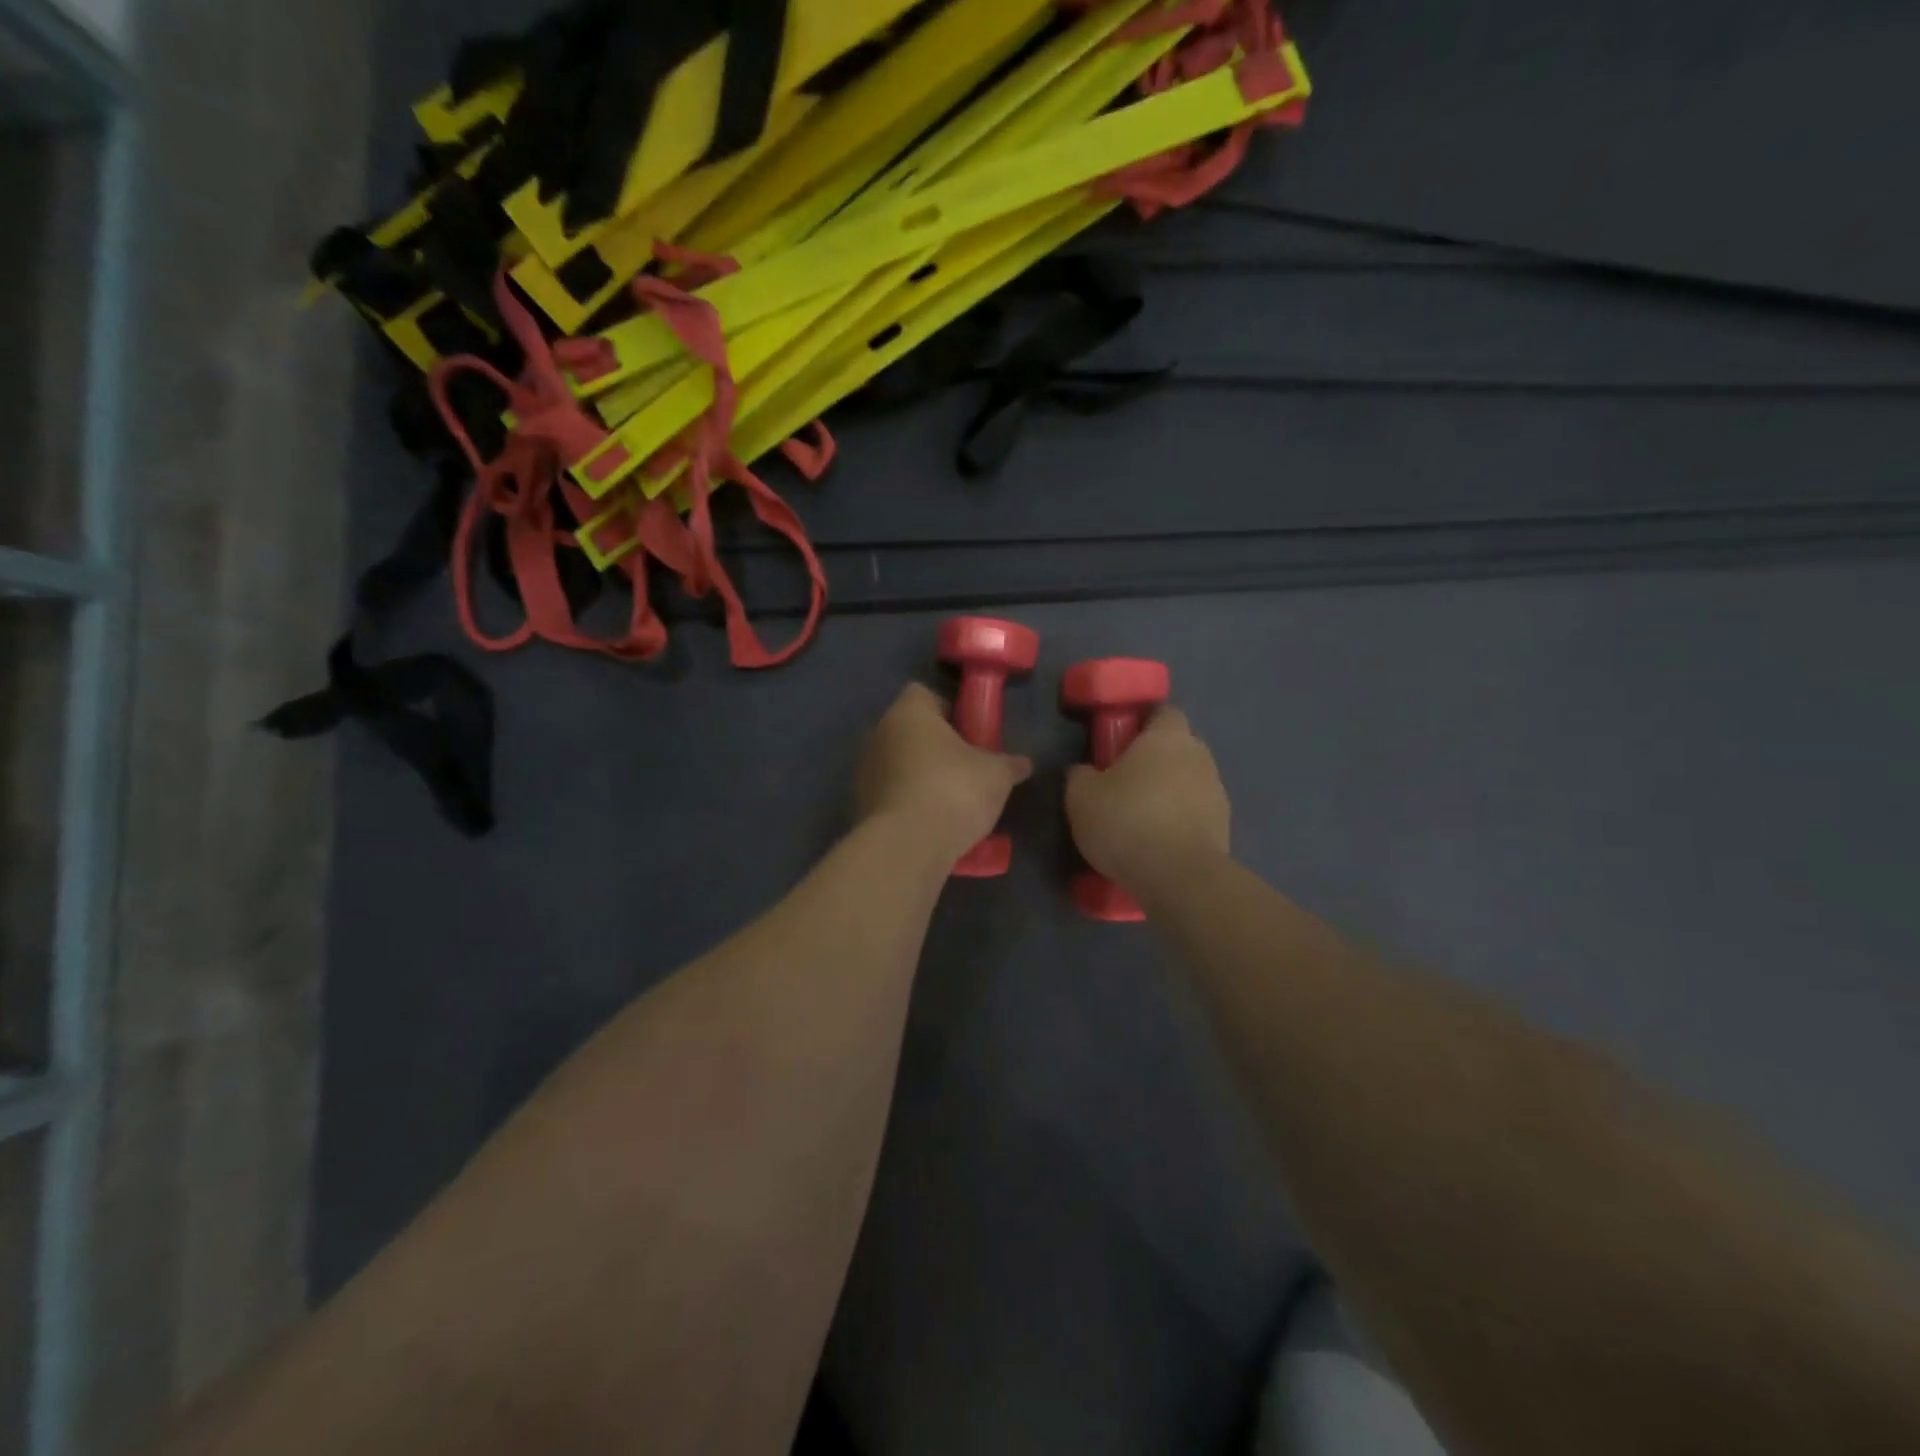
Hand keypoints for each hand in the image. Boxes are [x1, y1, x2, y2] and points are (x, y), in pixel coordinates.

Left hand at [857, 683, 1032, 864]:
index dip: (949, 709)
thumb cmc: (954, 790)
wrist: (909, 845)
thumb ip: (1009, 764)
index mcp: (908, 713)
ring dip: (921, 775)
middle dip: (936, 745)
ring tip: (952, 800)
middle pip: (910, 730)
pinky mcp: (862, 805)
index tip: (970, 732)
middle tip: (966, 766)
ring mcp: (866, 771)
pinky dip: (909, 802)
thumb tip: (1024, 763)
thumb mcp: (996, 775)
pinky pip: (892, 794)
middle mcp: (879, 734)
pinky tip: (933, 822)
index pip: (923, 694)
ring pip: (899, 763)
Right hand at [1065, 706, 1230, 893]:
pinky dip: (1178, 823)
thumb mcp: (1081, 796)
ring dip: (1168, 794)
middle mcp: (1200, 757)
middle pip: (1177, 748)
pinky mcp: (1223, 829)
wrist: (1178, 878)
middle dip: (1154, 761)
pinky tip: (1155, 844)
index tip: (1119, 741)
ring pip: (1188, 783)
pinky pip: (1194, 815)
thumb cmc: (1126, 821)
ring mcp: (1217, 794)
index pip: (1163, 712)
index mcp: (1168, 737)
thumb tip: (1085, 771)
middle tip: (1123, 782)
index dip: (1142, 723)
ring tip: (1139, 820)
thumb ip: (1080, 774)